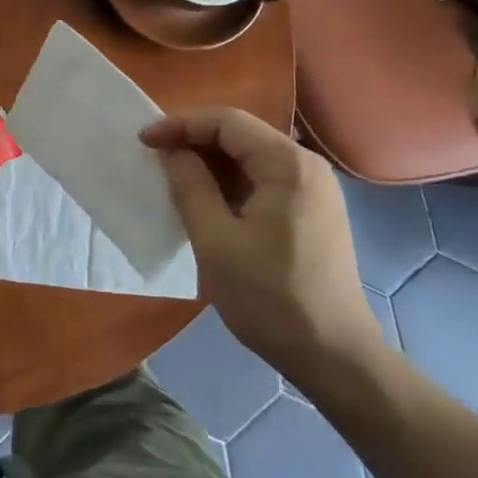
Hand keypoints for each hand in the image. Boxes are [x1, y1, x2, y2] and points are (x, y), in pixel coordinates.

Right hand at [141, 108, 383, 384]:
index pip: (227, 122)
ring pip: (251, 157)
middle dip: (194, 140)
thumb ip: (190, 186)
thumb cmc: (270, 297)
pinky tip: (205, 198)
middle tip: (154, 156)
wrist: (333, 355)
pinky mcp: (312, 211)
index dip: (181, 125)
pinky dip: (229, 181)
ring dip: (210, 162)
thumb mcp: (216, 240)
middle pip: (241, 135)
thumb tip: (172, 152)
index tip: (144, 141)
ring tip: (172, 176)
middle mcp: (307, 166)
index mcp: (288, 165)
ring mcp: (313, 189)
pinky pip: (263, 179)